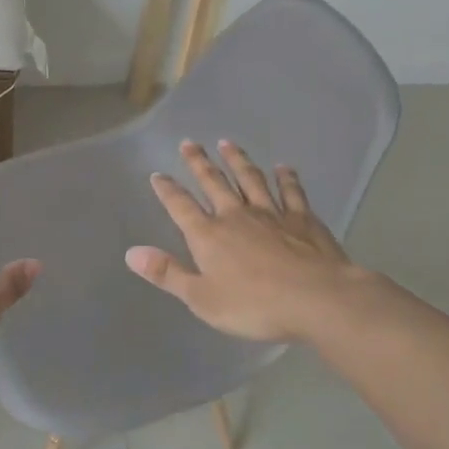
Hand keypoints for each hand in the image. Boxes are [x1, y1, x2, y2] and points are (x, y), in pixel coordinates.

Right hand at [126, 140, 362, 343]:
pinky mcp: (303, 219)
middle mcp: (236, 216)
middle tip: (189, 143)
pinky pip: (291, 192)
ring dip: (237, 161)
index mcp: (208, 236)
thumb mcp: (201, 298)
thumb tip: (131, 252)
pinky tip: (283, 167)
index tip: (158, 174)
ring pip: (250, 179)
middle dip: (199, 163)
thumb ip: (167, 273)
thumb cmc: (254, 305)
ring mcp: (272, 214)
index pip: (181, 206)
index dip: (167, 190)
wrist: (317, 299)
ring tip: (227, 143)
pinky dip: (286, 178)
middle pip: (213, 183)